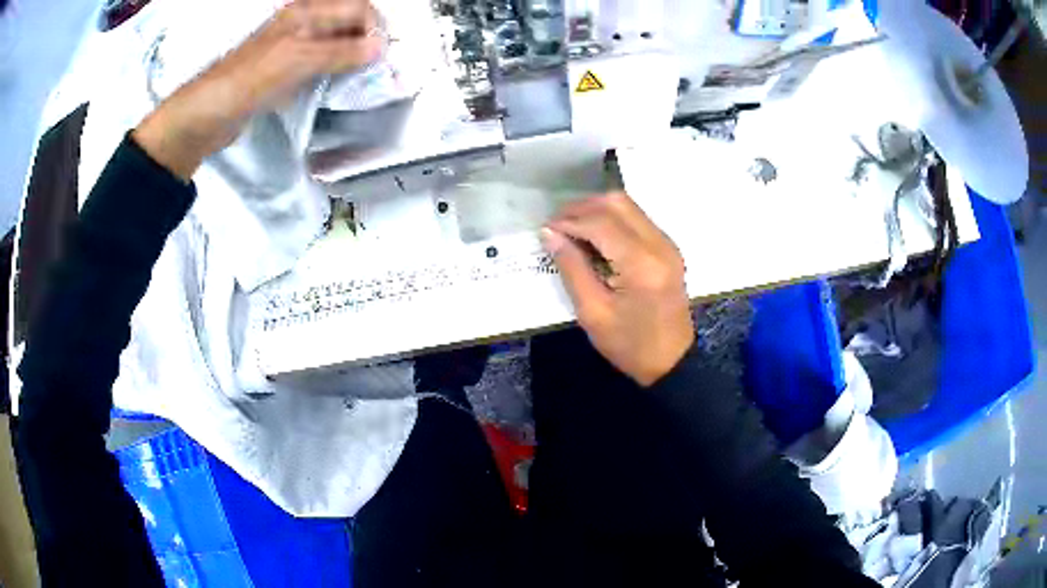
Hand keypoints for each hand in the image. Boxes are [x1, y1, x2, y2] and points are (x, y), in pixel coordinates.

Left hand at [133, 0, 380, 179]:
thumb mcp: (296, 61)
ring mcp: (293, 48)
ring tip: (362, 80)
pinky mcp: (285, 72)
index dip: (375, 29)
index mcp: (305, 13)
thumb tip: (379, 49)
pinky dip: (335, 73)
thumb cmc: (244, 82)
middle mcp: (301, 25)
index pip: (358, 8)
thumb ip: (339, 52)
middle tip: (377, 70)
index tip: (382, 57)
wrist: (205, 116)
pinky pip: (320, 65)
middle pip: (349, 24)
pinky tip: (337, 87)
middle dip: (368, 43)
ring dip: (353, 59)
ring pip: (336, 45)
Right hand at [542, 192, 694, 386]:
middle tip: (556, 224)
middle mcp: (659, 244)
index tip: (545, 229)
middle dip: (582, 208)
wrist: (671, 361)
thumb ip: (572, 268)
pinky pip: (637, 219)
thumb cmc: (630, 344)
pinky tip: (594, 236)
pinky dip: (612, 219)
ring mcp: (667, 244)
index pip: (601, 223)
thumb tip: (549, 234)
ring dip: (597, 210)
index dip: (569, 221)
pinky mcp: (668, 248)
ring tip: (571, 228)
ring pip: (628, 206)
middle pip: (617, 203)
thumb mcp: (593, 312)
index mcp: (641, 264)